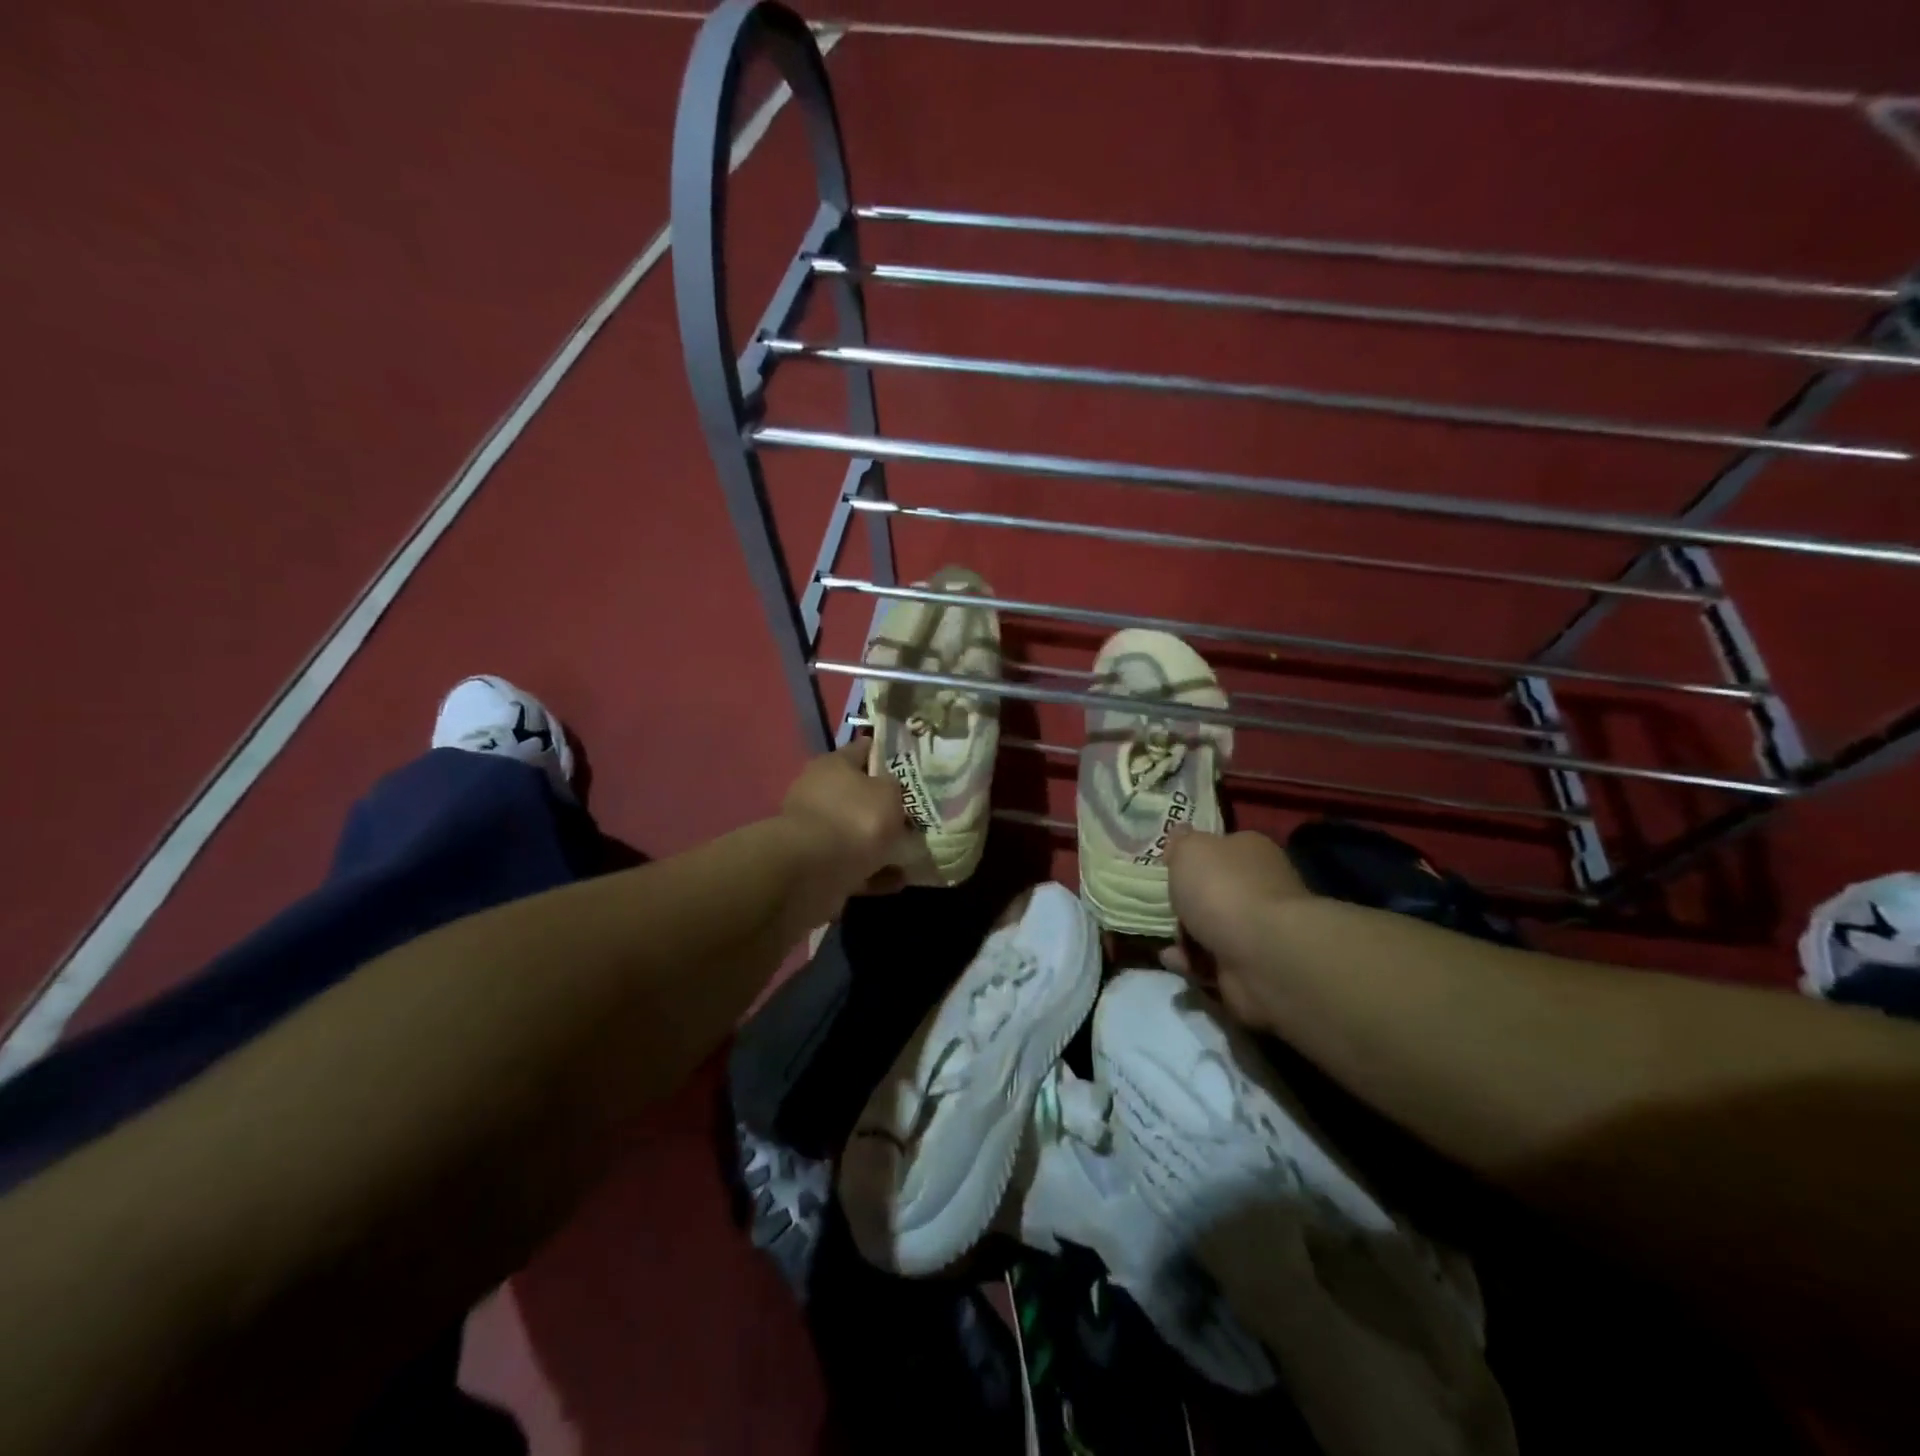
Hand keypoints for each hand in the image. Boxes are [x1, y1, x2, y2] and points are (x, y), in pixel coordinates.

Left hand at [779, 740, 919, 907]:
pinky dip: (875, 872)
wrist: (813, 871)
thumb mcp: (889, 793)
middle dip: (885, 804)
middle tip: (917, 813)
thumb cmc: (855, 819)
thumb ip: (895, 786)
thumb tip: (891, 788)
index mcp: (833, 765)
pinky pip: (854, 864)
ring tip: (914, 851)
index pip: (863, 750)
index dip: (886, 753)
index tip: (911, 762)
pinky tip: (900, 880)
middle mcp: (820, 793)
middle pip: (859, 794)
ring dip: (881, 843)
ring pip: (856, 832)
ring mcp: (816, 831)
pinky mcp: (817, 864)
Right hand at [1161, 830, 1312, 1029]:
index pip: (1218, 848)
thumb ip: (1180, 842)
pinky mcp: (1250, 966)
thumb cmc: (1223, 889)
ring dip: (1183, 936)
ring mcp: (1257, 929)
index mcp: (1249, 851)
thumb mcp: (1189, 850)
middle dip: (1183, 902)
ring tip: (1165, 940)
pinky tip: (1175, 960)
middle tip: (1160, 906)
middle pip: (1212, 891)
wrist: (1262, 954)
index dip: (1190, 857)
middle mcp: (1259, 887)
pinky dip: (1191, 962)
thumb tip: (1181, 834)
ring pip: (1208, 929)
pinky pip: (1210, 961)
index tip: (1165, 868)